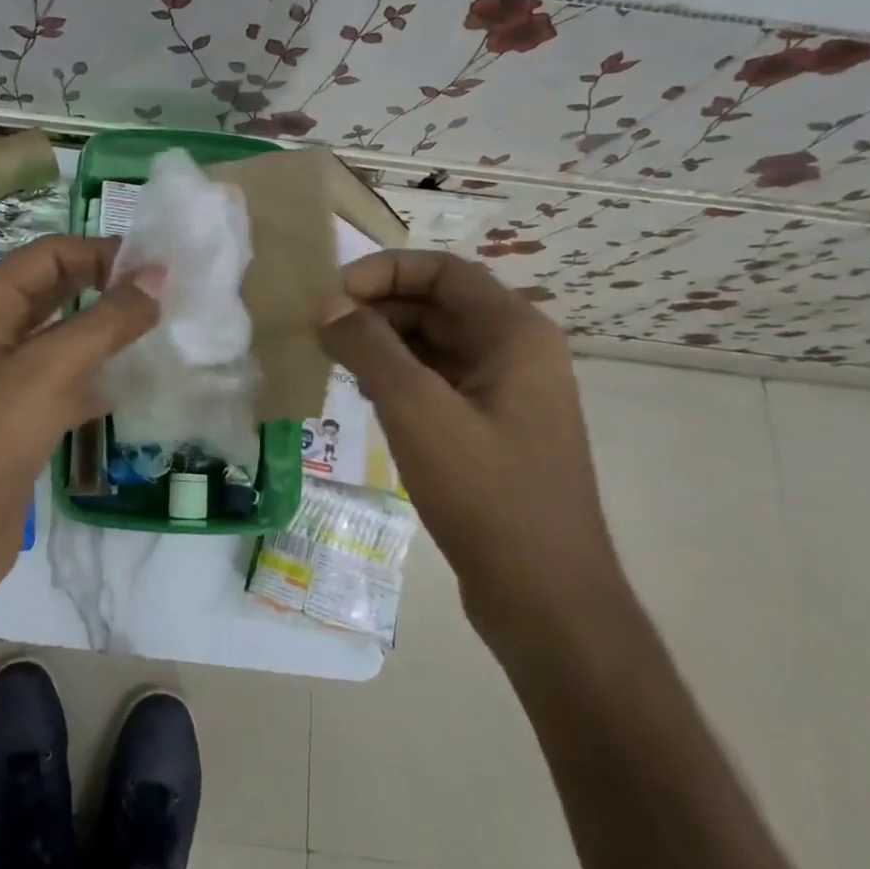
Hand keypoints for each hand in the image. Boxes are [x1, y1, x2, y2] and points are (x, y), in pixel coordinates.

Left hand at [0, 235, 160, 583]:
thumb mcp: (50, 368)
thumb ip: (107, 319)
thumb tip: (158, 276)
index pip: (50, 254)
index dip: (100, 252)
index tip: (155, 267)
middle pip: (55, 290)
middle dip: (105, 286)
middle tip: (164, 293)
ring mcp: (5, 379)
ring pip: (64, 338)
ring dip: (106, 331)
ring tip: (160, 330)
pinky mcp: (21, 420)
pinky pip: (67, 382)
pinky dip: (99, 377)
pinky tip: (136, 385)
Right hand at [319, 249, 627, 649]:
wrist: (546, 598)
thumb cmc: (486, 493)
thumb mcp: (417, 410)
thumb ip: (368, 347)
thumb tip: (327, 305)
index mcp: (515, 332)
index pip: (442, 270)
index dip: (383, 271)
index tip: (332, 294)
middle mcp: (518, 351)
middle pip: (438, 303)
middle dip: (378, 308)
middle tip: (322, 329)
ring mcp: (509, 392)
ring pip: (436, 343)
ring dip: (385, 343)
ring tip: (334, 358)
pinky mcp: (494, 427)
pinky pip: (440, 380)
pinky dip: (400, 376)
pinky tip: (364, 395)